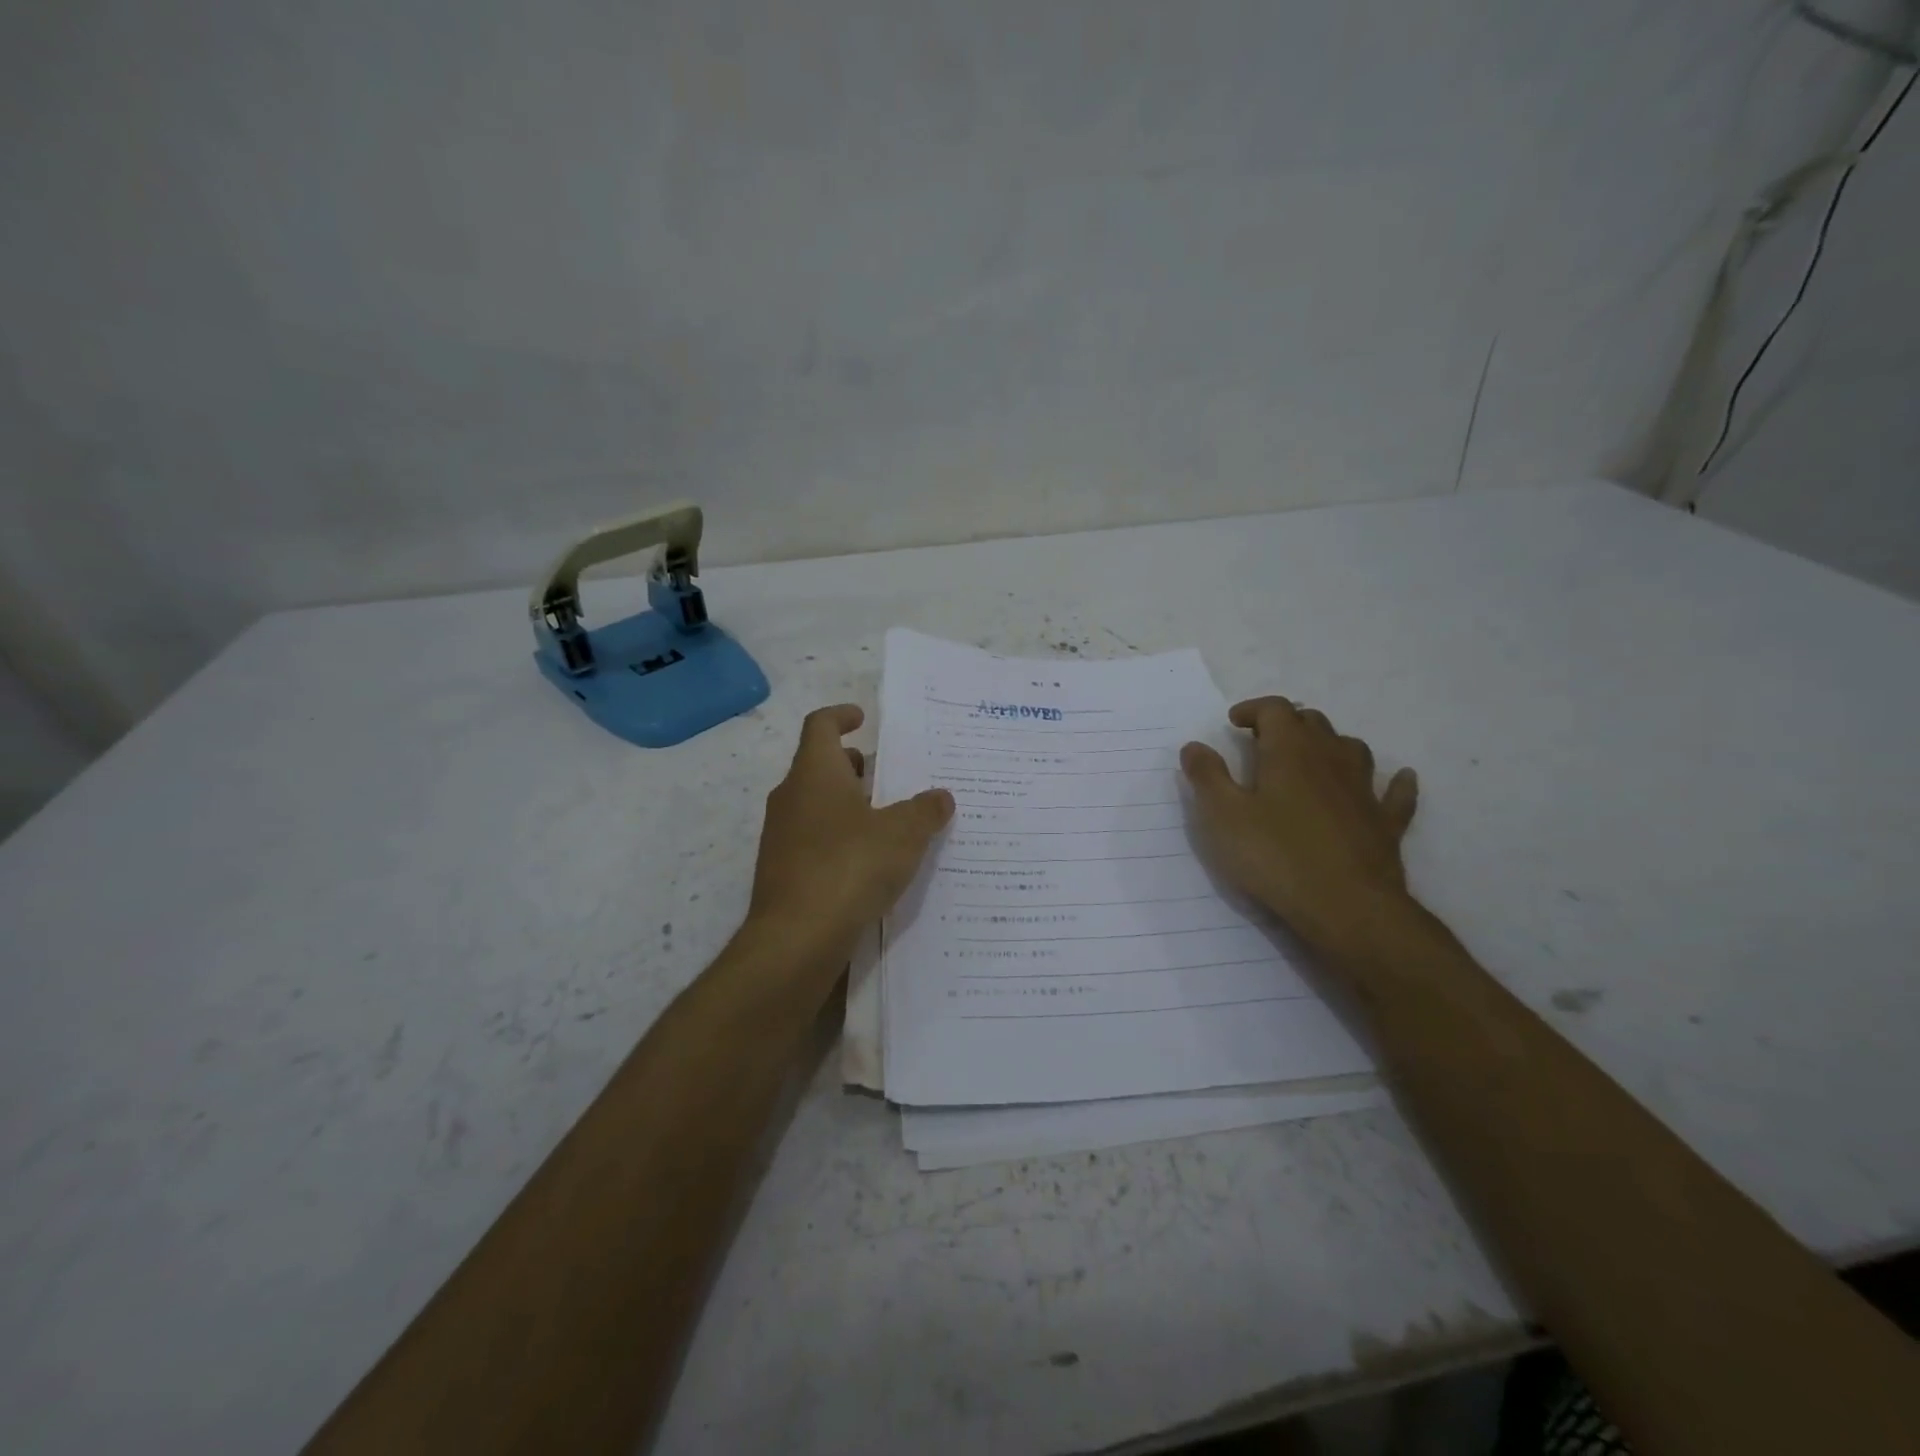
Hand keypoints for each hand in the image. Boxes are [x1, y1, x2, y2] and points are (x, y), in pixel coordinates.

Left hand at [747, 704, 954, 959]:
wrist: (797, 938)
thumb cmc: (850, 866)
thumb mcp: (903, 834)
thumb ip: (925, 810)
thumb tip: (940, 797)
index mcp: (815, 773)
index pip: (820, 725)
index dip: (841, 715)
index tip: (863, 718)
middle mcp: (791, 797)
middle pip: (818, 766)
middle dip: (852, 766)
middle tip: (886, 774)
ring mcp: (781, 836)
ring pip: (816, 805)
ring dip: (847, 804)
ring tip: (887, 820)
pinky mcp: (783, 871)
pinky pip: (814, 840)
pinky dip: (839, 838)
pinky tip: (869, 862)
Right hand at [1180, 697, 1419, 958]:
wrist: (1346, 906)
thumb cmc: (1275, 856)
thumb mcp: (1223, 816)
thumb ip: (1207, 776)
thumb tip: (1194, 745)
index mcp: (1290, 751)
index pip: (1275, 709)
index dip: (1253, 709)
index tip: (1234, 722)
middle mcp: (1331, 758)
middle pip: (1313, 723)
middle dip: (1287, 724)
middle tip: (1263, 741)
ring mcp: (1364, 790)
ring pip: (1352, 749)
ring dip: (1330, 744)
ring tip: (1312, 756)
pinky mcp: (1385, 823)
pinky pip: (1395, 793)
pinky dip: (1394, 782)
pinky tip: (1400, 778)